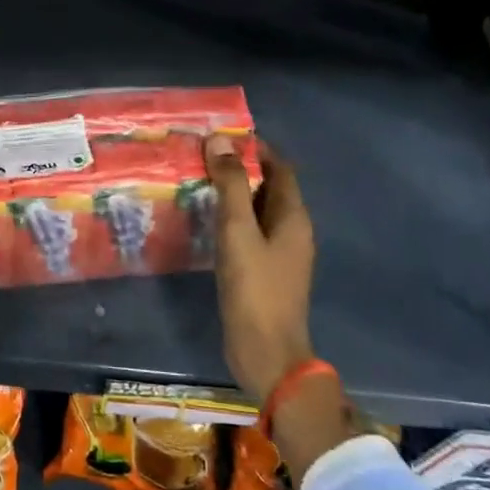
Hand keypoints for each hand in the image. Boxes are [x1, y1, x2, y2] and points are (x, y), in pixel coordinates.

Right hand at [203, 134, 315, 402]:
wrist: (266, 353)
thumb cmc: (254, 289)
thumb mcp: (238, 232)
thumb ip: (231, 186)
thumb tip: (221, 140)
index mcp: (293, 218)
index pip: (280, 169)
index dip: (256, 149)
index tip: (222, 136)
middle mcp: (291, 231)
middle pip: (269, 188)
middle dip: (241, 169)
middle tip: (201, 156)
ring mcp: (278, 254)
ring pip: (257, 212)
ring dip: (233, 194)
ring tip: (197, 182)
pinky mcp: (262, 272)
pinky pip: (248, 233)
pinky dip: (230, 220)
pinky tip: (204, 222)